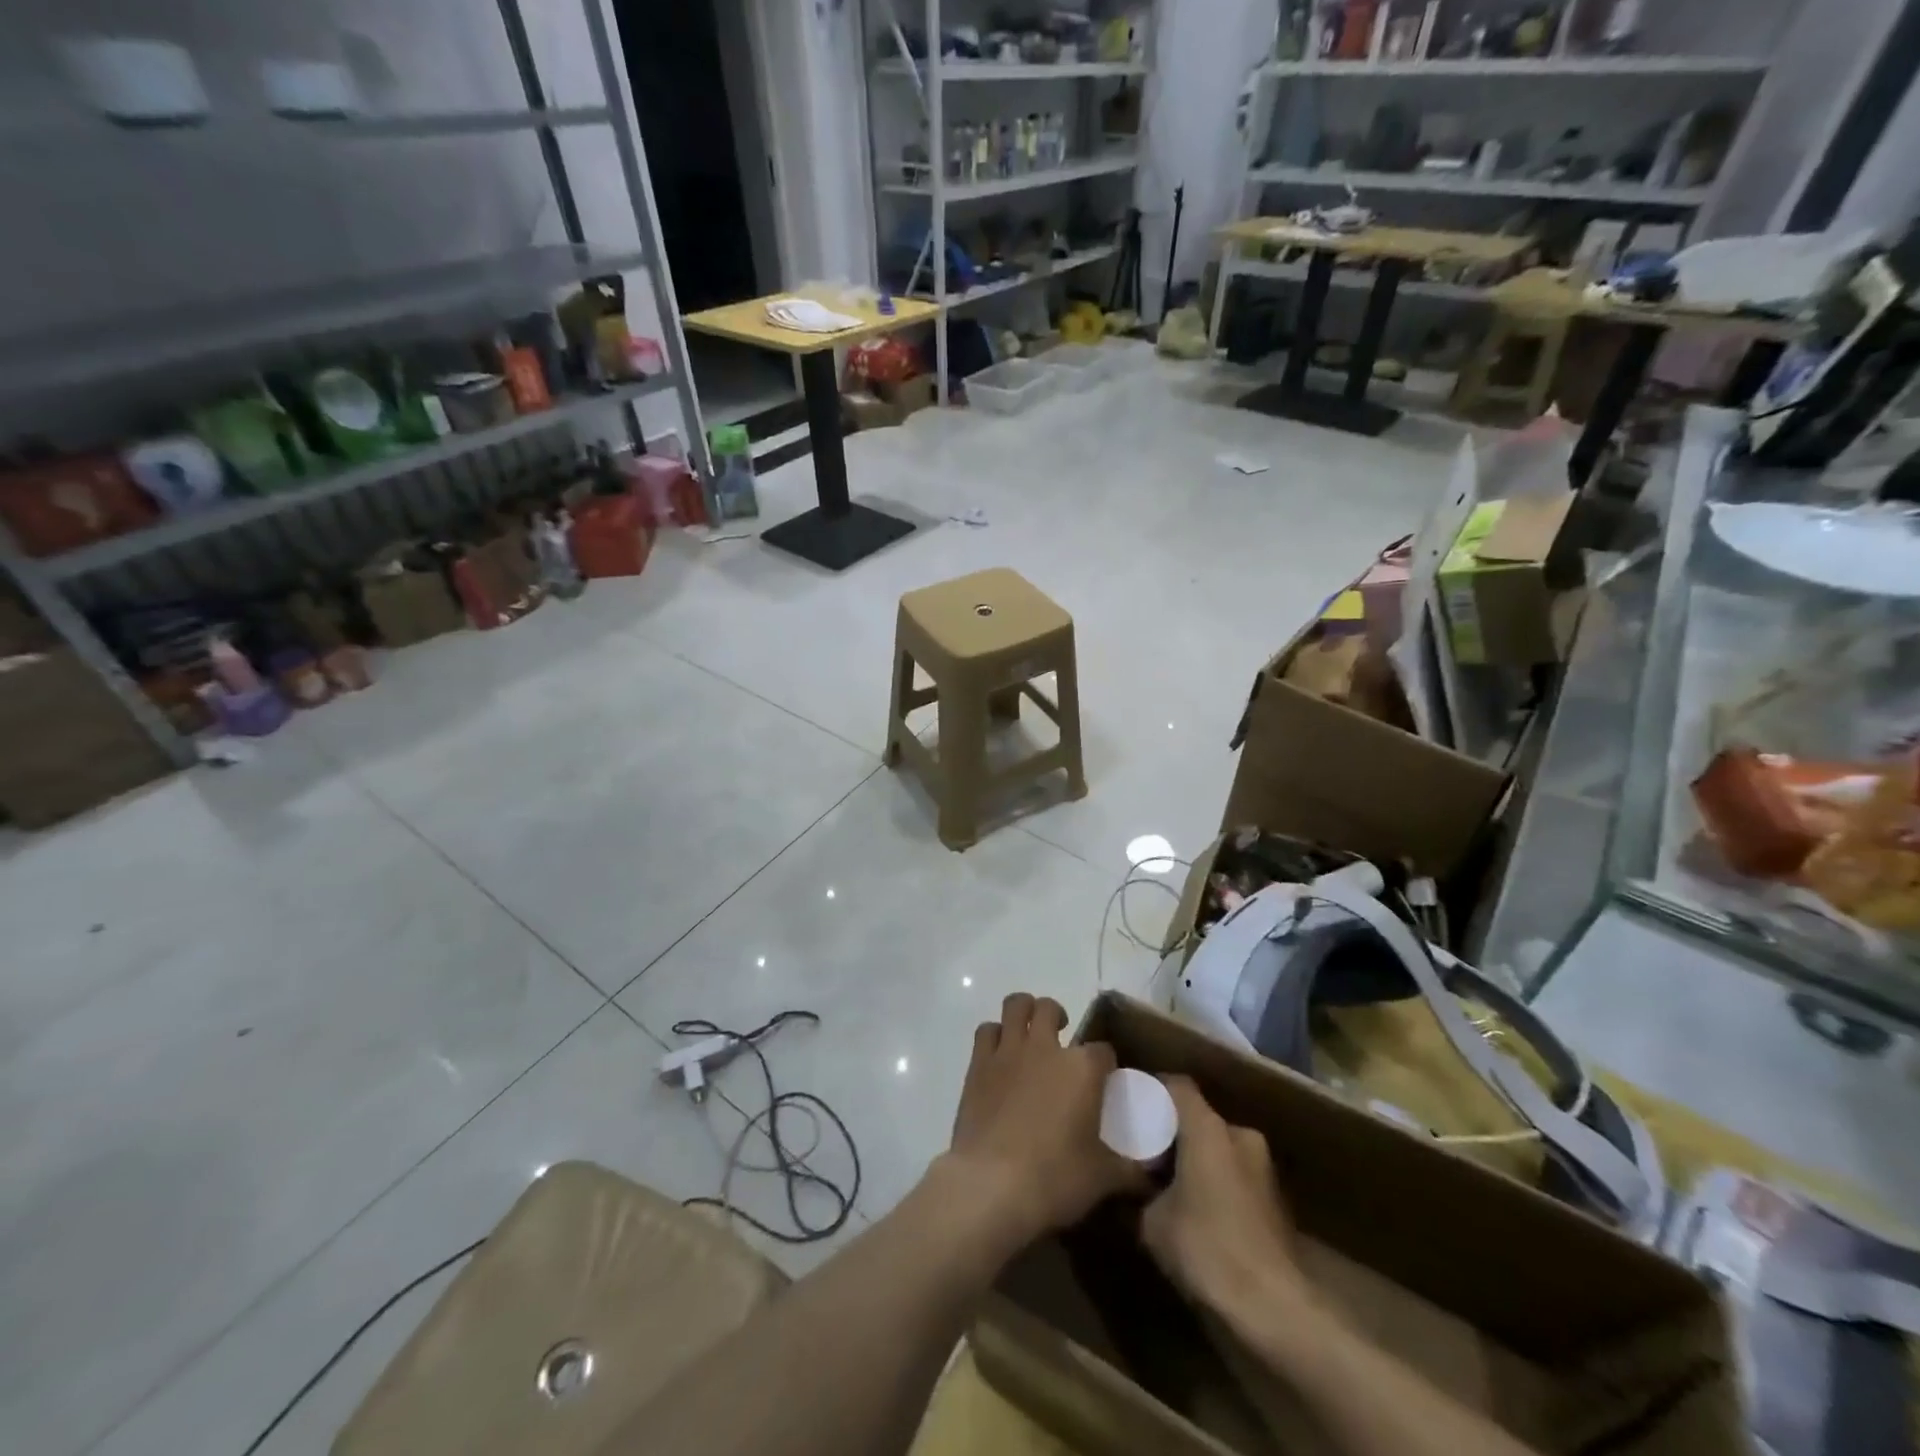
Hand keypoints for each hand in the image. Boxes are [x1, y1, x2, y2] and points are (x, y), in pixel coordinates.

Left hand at [942, 993, 1142, 1250]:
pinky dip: (994, 1035)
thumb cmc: (1055, 1179)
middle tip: (1061, 1041)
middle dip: (1058, 1017)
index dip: (1105, 1062)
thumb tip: (1152, 1173)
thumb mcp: (1103, 1179)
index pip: (1103, 1050)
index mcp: (1083, 1068)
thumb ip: (1131, 1170)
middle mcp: (1046, 1048)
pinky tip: (1000, 1054)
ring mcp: (1009, 1051)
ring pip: (1016, 1006)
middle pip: (1050, 1009)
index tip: (1104, 1079)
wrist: (992, 1186)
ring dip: (1024, 1012)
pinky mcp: (979, 1063)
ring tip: (1029, 1032)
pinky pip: (986, 1031)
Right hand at [1141, 1077, 1316, 1321]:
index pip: (1177, 1085)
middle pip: (1200, 1118)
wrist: (1275, 1307)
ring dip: (1197, 1160)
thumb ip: (1139, 1192)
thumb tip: (1133, 1187)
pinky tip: (1199, 1211)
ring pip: (1220, 1148)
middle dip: (1173, 1132)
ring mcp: (1264, 1167)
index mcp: (1208, 1128)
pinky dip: (1216, 1182)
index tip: (1131, 1105)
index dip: (1152, 1090)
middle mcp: (1240, 1135)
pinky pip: (1236, 1174)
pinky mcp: (1277, 1200)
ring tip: (1170, 1184)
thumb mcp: (1152, 1222)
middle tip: (1146, 1151)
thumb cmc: (1207, 1247)